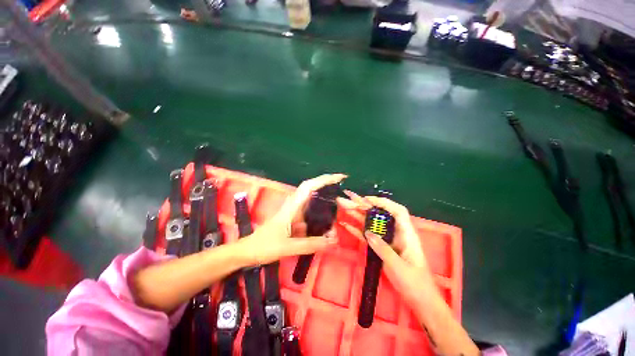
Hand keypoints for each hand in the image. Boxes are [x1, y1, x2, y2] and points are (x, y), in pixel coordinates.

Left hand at [242, 173, 345, 264]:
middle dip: (329, 187)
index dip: (323, 180)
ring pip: (313, 202)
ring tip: (341, 207)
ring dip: (326, 202)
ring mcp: (295, 212)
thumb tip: (333, 241)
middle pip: (313, 190)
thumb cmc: (264, 246)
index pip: (309, 187)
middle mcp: (295, 205)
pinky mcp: (295, 219)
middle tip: (345, 193)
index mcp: (292, 207)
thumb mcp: (287, 247)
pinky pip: (311, 213)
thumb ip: (310, 244)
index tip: (339, 177)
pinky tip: (329, 222)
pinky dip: (321, 214)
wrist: (248, 251)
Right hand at [340, 195, 436, 306]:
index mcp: (407, 234)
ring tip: (345, 207)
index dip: (384, 202)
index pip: (397, 211)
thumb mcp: (399, 267)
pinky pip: (368, 236)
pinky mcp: (381, 247)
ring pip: (372, 224)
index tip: (368, 200)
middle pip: (381, 215)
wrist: (420, 301)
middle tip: (350, 200)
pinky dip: (358, 230)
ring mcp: (387, 240)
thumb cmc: (415, 283)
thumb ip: (383, 249)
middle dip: (365, 206)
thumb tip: (368, 233)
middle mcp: (396, 233)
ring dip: (359, 215)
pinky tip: (346, 225)